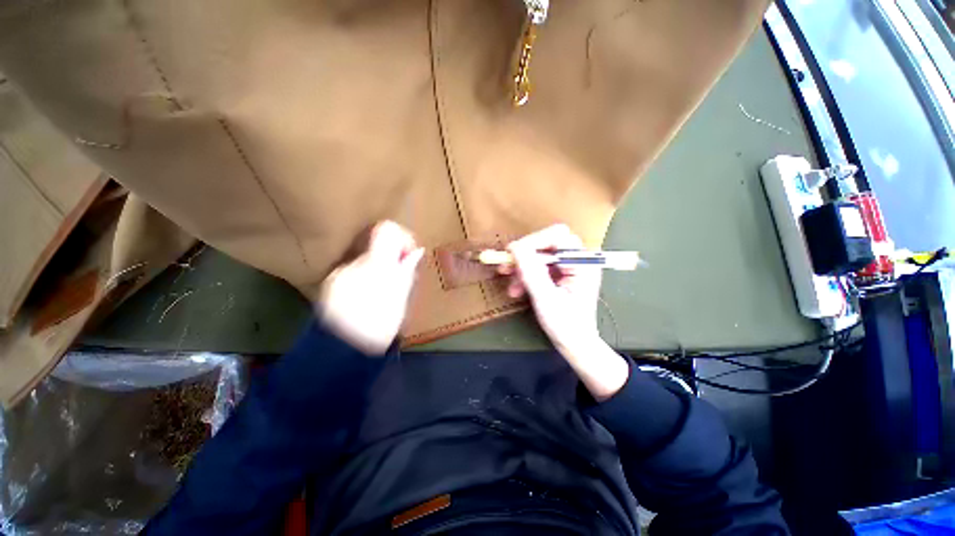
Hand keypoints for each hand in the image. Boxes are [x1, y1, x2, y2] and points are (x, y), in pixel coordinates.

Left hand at [318, 221, 423, 354]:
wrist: (343, 350)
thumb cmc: (380, 324)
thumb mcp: (400, 297)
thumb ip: (407, 271)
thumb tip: (417, 252)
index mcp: (375, 264)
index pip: (387, 230)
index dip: (402, 237)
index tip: (408, 255)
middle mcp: (354, 262)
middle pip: (377, 247)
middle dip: (393, 260)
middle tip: (402, 280)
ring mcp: (340, 274)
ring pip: (368, 262)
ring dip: (380, 271)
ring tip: (387, 295)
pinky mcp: (332, 285)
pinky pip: (356, 274)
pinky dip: (367, 280)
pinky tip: (370, 300)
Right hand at [505, 224, 627, 399]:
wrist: (575, 345)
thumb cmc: (566, 325)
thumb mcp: (546, 299)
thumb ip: (531, 272)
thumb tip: (515, 247)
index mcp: (582, 264)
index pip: (558, 236)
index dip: (534, 241)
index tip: (512, 253)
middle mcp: (577, 261)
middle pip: (547, 244)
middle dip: (524, 255)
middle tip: (505, 266)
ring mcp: (568, 268)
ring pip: (539, 256)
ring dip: (521, 268)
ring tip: (510, 286)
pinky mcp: (560, 275)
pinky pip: (538, 268)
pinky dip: (525, 276)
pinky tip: (516, 290)